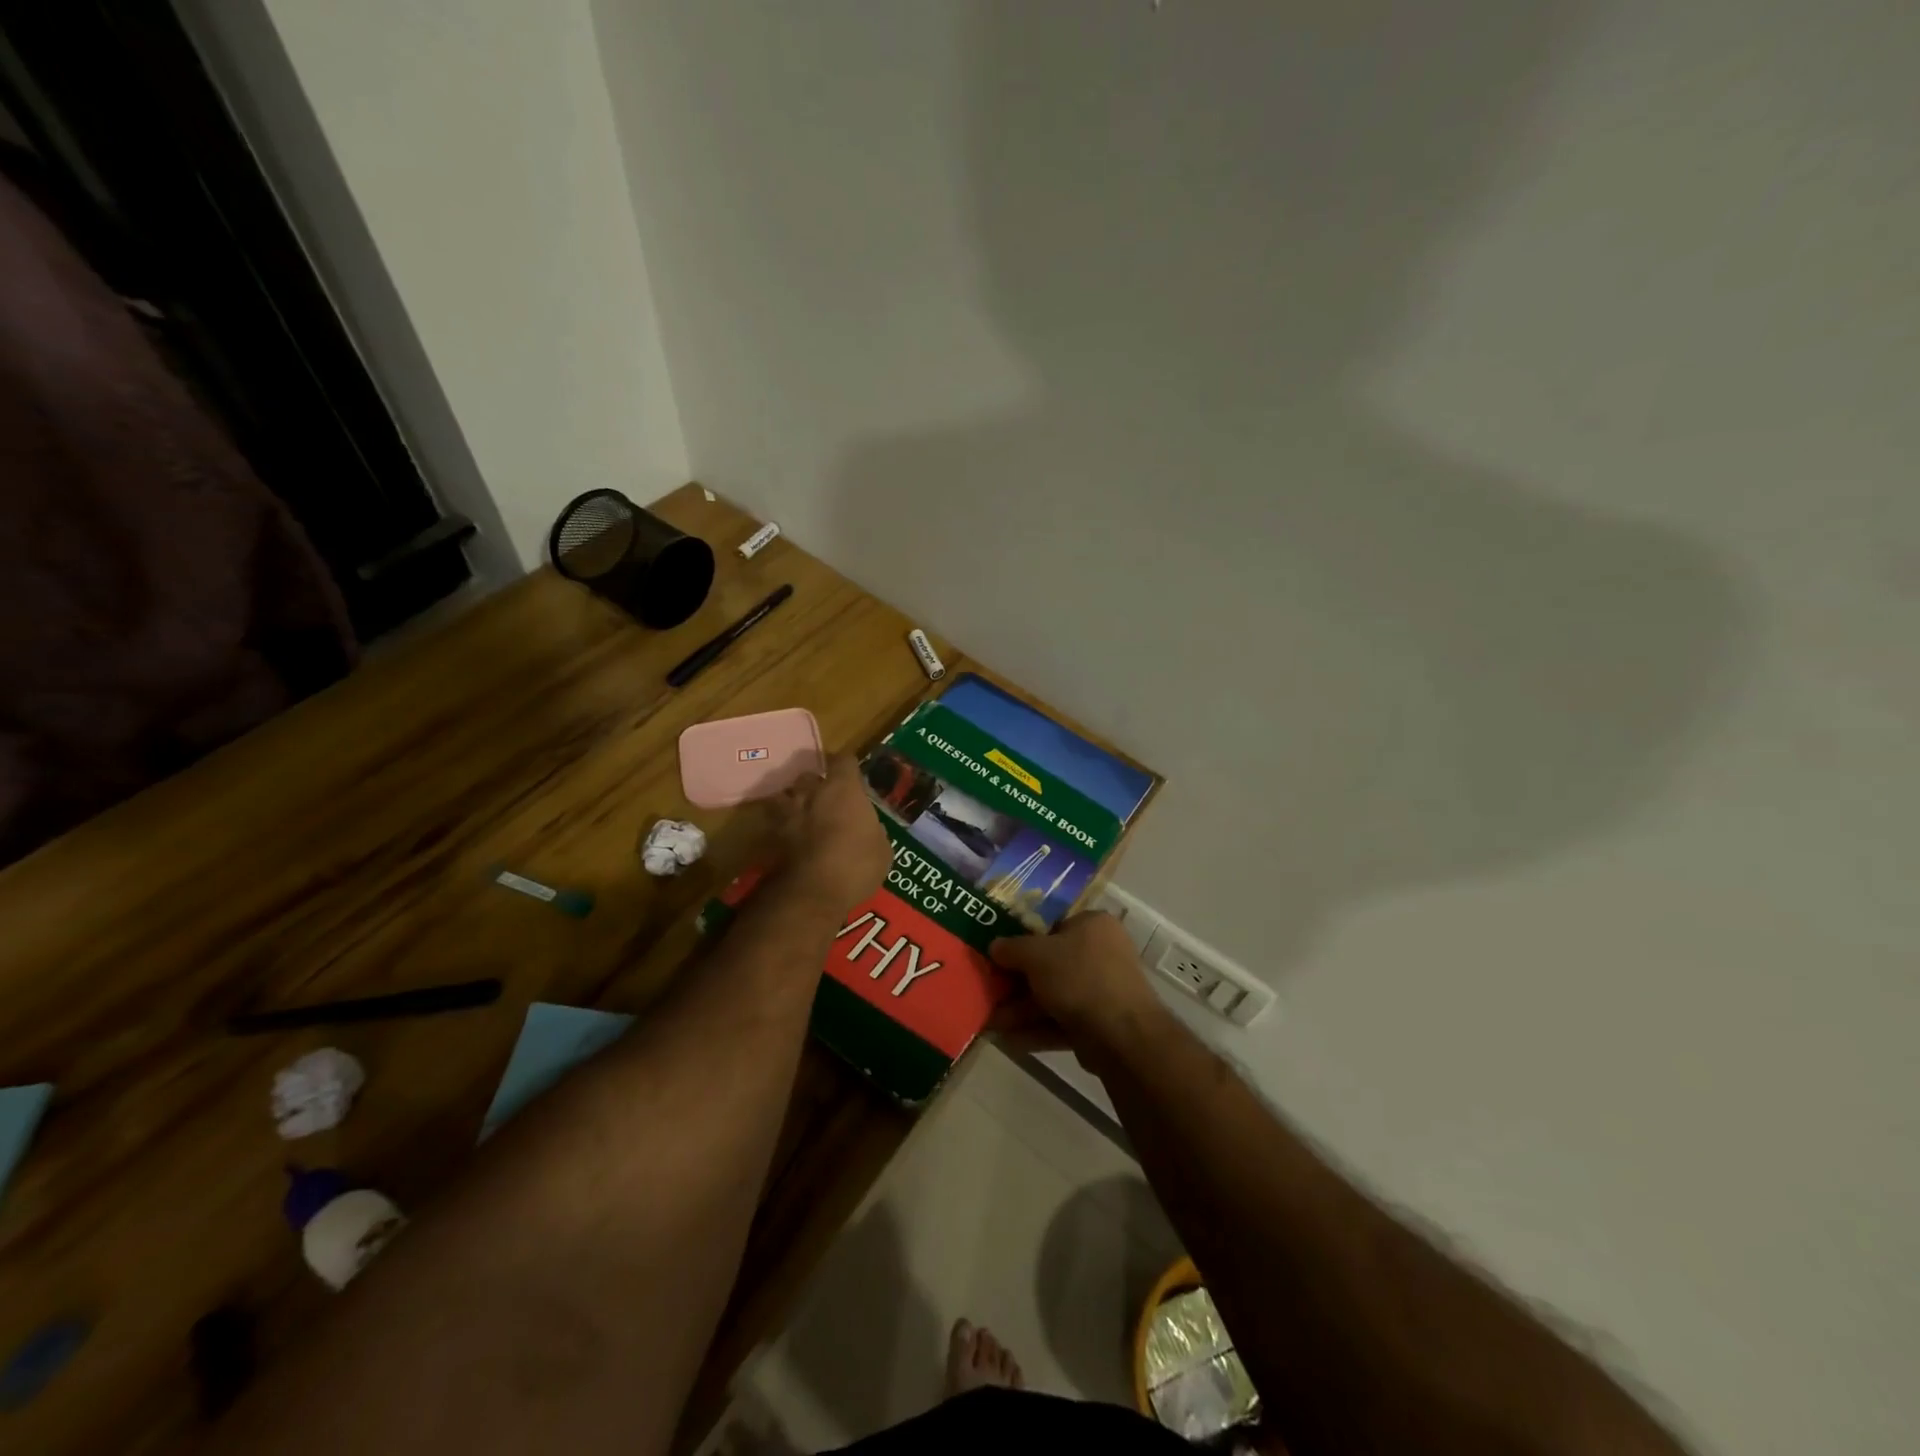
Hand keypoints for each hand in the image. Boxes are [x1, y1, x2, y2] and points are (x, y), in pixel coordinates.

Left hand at [764, 753, 889, 912]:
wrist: (812, 894)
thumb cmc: (856, 865)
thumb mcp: (882, 850)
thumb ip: (873, 831)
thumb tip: (869, 828)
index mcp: (843, 789)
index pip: (844, 761)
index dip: (848, 767)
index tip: (854, 776)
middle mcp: (812, 793)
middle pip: (810, 776)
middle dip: (817, 785)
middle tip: (827, 801)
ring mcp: (788, 813)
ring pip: (786, 796)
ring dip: (794, 802)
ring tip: (803, 816)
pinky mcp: (772, 836)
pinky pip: (777, 823)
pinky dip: (783, 827)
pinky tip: (791, 839)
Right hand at [988, 911, 1167, 1057]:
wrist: (1121, 1034)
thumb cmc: (1078, 976)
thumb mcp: (1036, 954)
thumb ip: (1011, 948)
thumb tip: (994, 946)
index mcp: (1093, 925)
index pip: (1053, 927)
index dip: (1023, 941)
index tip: (999, 956)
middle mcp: (1102, 953)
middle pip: (1051, 965)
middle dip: (1017, 983)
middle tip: (990, 992)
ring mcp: (1102, 990)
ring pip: (1054, 996)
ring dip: (1022, 1010)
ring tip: (991, 1022)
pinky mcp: (1100, 1024)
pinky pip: (1062, 1021)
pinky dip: (1037, 1029)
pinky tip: (1009, 1039)